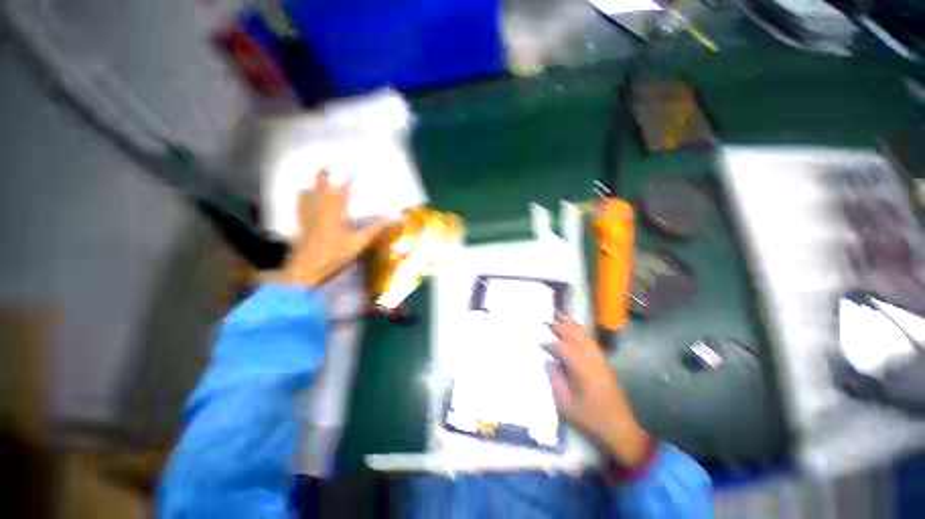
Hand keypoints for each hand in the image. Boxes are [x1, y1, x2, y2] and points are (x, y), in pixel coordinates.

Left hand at [279, 171, 387, 286]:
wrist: (306, 268)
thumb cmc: (334, 255)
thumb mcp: (358, 244)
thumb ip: (374, 230)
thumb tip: (392, 219)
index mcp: (335, 213)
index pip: (342, 192)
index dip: (347, 181)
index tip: (352, 172)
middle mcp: (320, 209)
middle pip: (321, 187)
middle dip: (325, 175)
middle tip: (328, 165)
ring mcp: (307, 215)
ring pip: (309, 193)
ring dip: (314, 183)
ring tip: (318, 174)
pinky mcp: (301, 223)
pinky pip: (300, 204)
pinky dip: (302, 195)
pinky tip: (302, 193)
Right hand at [545, 315, 649, 466]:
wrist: (620, 431)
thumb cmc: (590, 419)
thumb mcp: (566, 404)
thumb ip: (555, 379)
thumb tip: (548, 361)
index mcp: (583, 370)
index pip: (563, 348)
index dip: (550, 344)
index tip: (539, 343)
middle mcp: (593, 360)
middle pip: (575, 336)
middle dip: (560, 327)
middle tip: (546, 320)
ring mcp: (601, 360)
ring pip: (585, 336)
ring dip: (571, 324)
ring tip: (560, 315)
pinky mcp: (604, 363)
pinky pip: (591, 341)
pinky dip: (581, 331)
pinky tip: (575, 329)